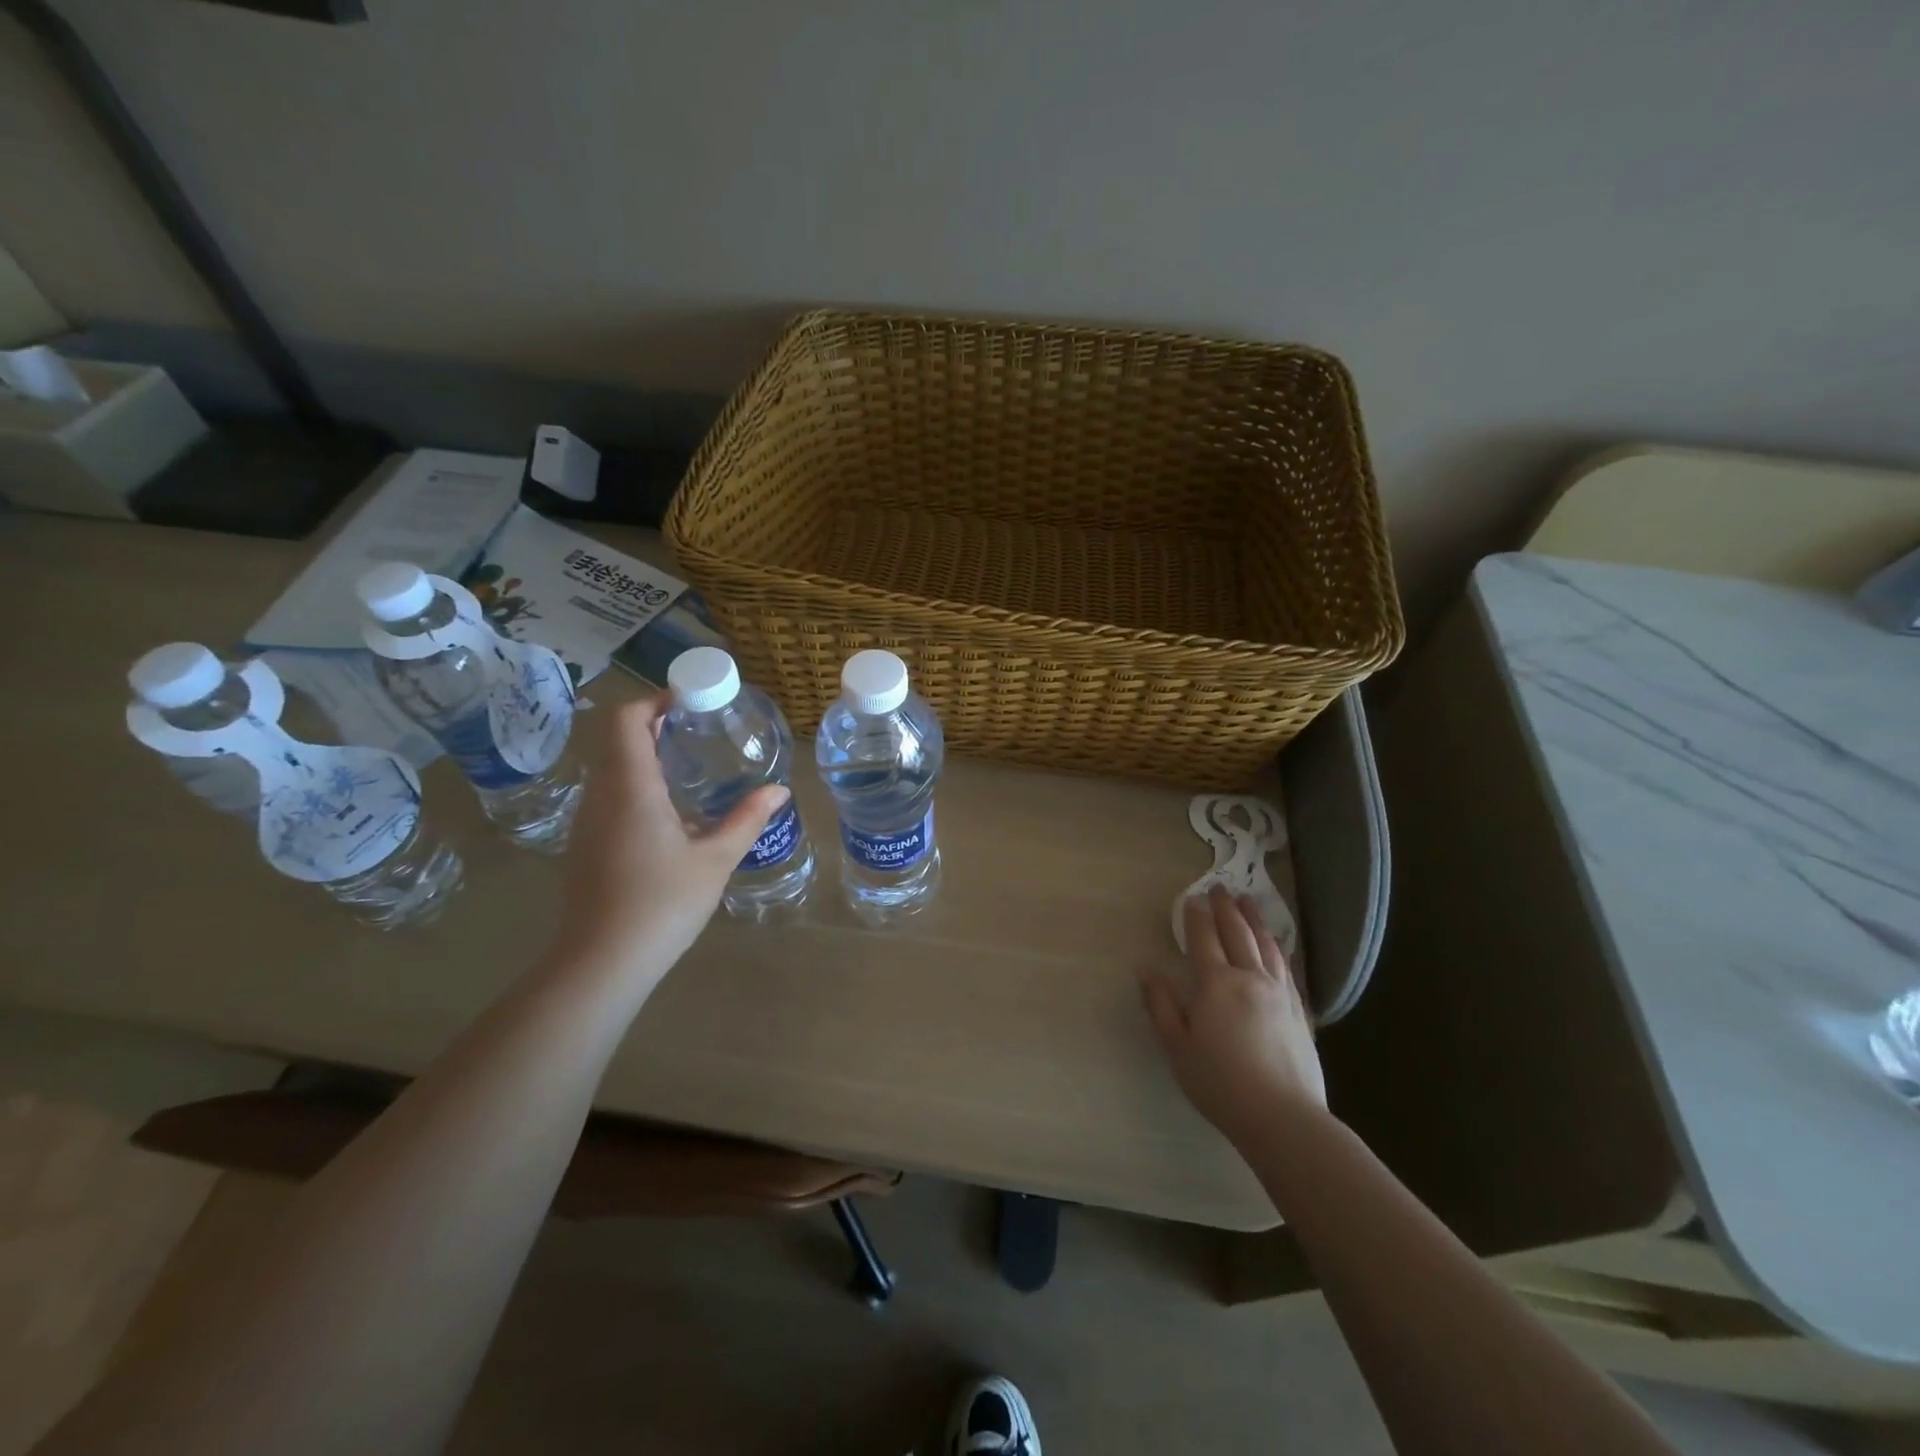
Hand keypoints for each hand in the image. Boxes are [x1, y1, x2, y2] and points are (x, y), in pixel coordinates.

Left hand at [553, 695, 787, 981]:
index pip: (626, 720)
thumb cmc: (662, 904)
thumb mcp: (715, 860)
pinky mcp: (585, 844)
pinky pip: (608, 794)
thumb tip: (779, 791)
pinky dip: (636, 783)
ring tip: (689, 763)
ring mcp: (588, 821)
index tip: (691, 701)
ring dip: (644, 754)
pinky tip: (670, 810)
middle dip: (654, 724)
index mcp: (630, 788)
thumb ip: (747, 820)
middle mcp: (601, 795)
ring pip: (610, 767)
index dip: (654, 700)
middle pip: (617, 739)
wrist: (601, 962)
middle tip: (699, 728)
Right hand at [1142, 885, 1326, 1147]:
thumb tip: (1146, 970)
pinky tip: (1274, 945)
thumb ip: (1162, 1005)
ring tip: (1249, 903)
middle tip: (1220, 888)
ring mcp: (1278, 992)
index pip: (1203, 939)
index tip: (1191, 898)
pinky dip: (1276, 947)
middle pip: (1237, 933)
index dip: (1196, 916)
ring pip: (1266, 945)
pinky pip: (1285, 966)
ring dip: (1255, 920)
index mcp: (1216, 984)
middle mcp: (1249, 978)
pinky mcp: (1299, 1010)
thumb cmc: (1220, 1083)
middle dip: (1226, 908)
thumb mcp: (1177, 1047)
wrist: (1283, 1116)